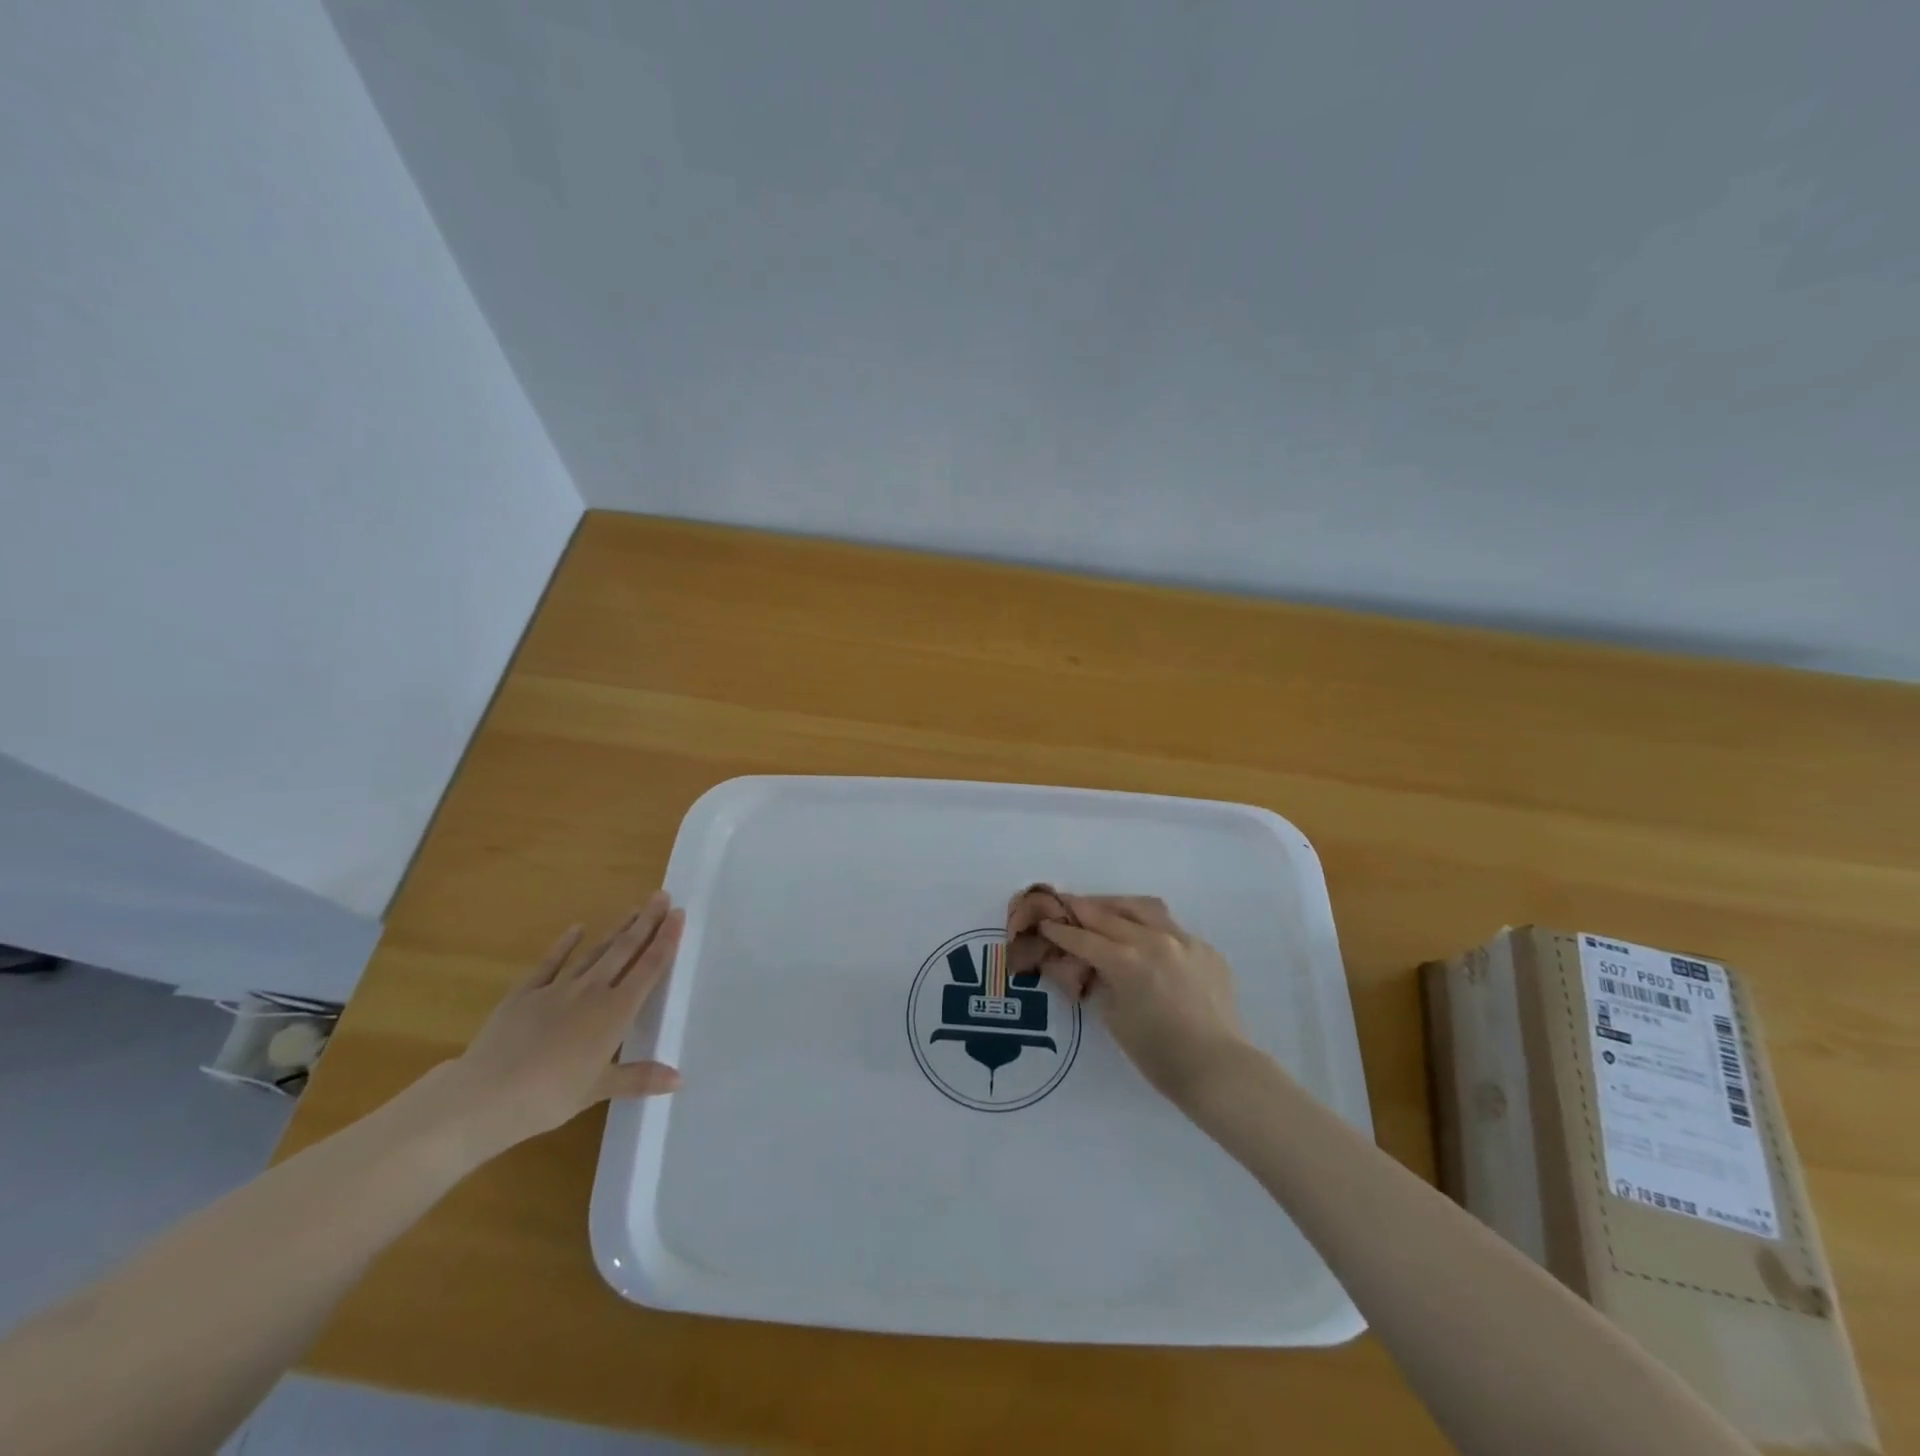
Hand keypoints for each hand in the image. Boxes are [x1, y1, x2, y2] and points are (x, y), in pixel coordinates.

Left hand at [441, 892, 684, 1153]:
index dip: (666, 940)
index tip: (678, 914)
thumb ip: (640, 1078)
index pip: (649, 968)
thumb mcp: (599, 1089)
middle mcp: (592, 991)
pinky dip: (564, 944)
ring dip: (616, 929)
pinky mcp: (525, 993)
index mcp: (615, 1012)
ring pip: (595, 952)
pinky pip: (550, 963)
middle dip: (646, 922)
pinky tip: (576, 927)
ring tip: (634, 908)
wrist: (485, 1095)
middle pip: (624, 950)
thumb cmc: (550, 1096)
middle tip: (661, 896)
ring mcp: (557, 989)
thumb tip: (680, 1079)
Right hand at [1037, 896, 1249, 1104]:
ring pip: (1143, 907)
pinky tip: (1144, 939)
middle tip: (1065, 905)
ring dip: (1117, 905)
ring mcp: (1183, 940)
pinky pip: (1171, 927)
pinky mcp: (1205, 948)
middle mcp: (1153, 940)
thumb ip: (1100, 983)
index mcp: (1126, 961)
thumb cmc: (1159, 1055)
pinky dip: (1150, 926)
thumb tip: (1091, 966)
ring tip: (1104, 910)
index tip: (1045, 922)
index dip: (1061, 930)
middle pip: (1109, 915)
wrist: (1219, 1069)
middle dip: (1083, 909)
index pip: (1084, 938)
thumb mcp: (1114, 1018)